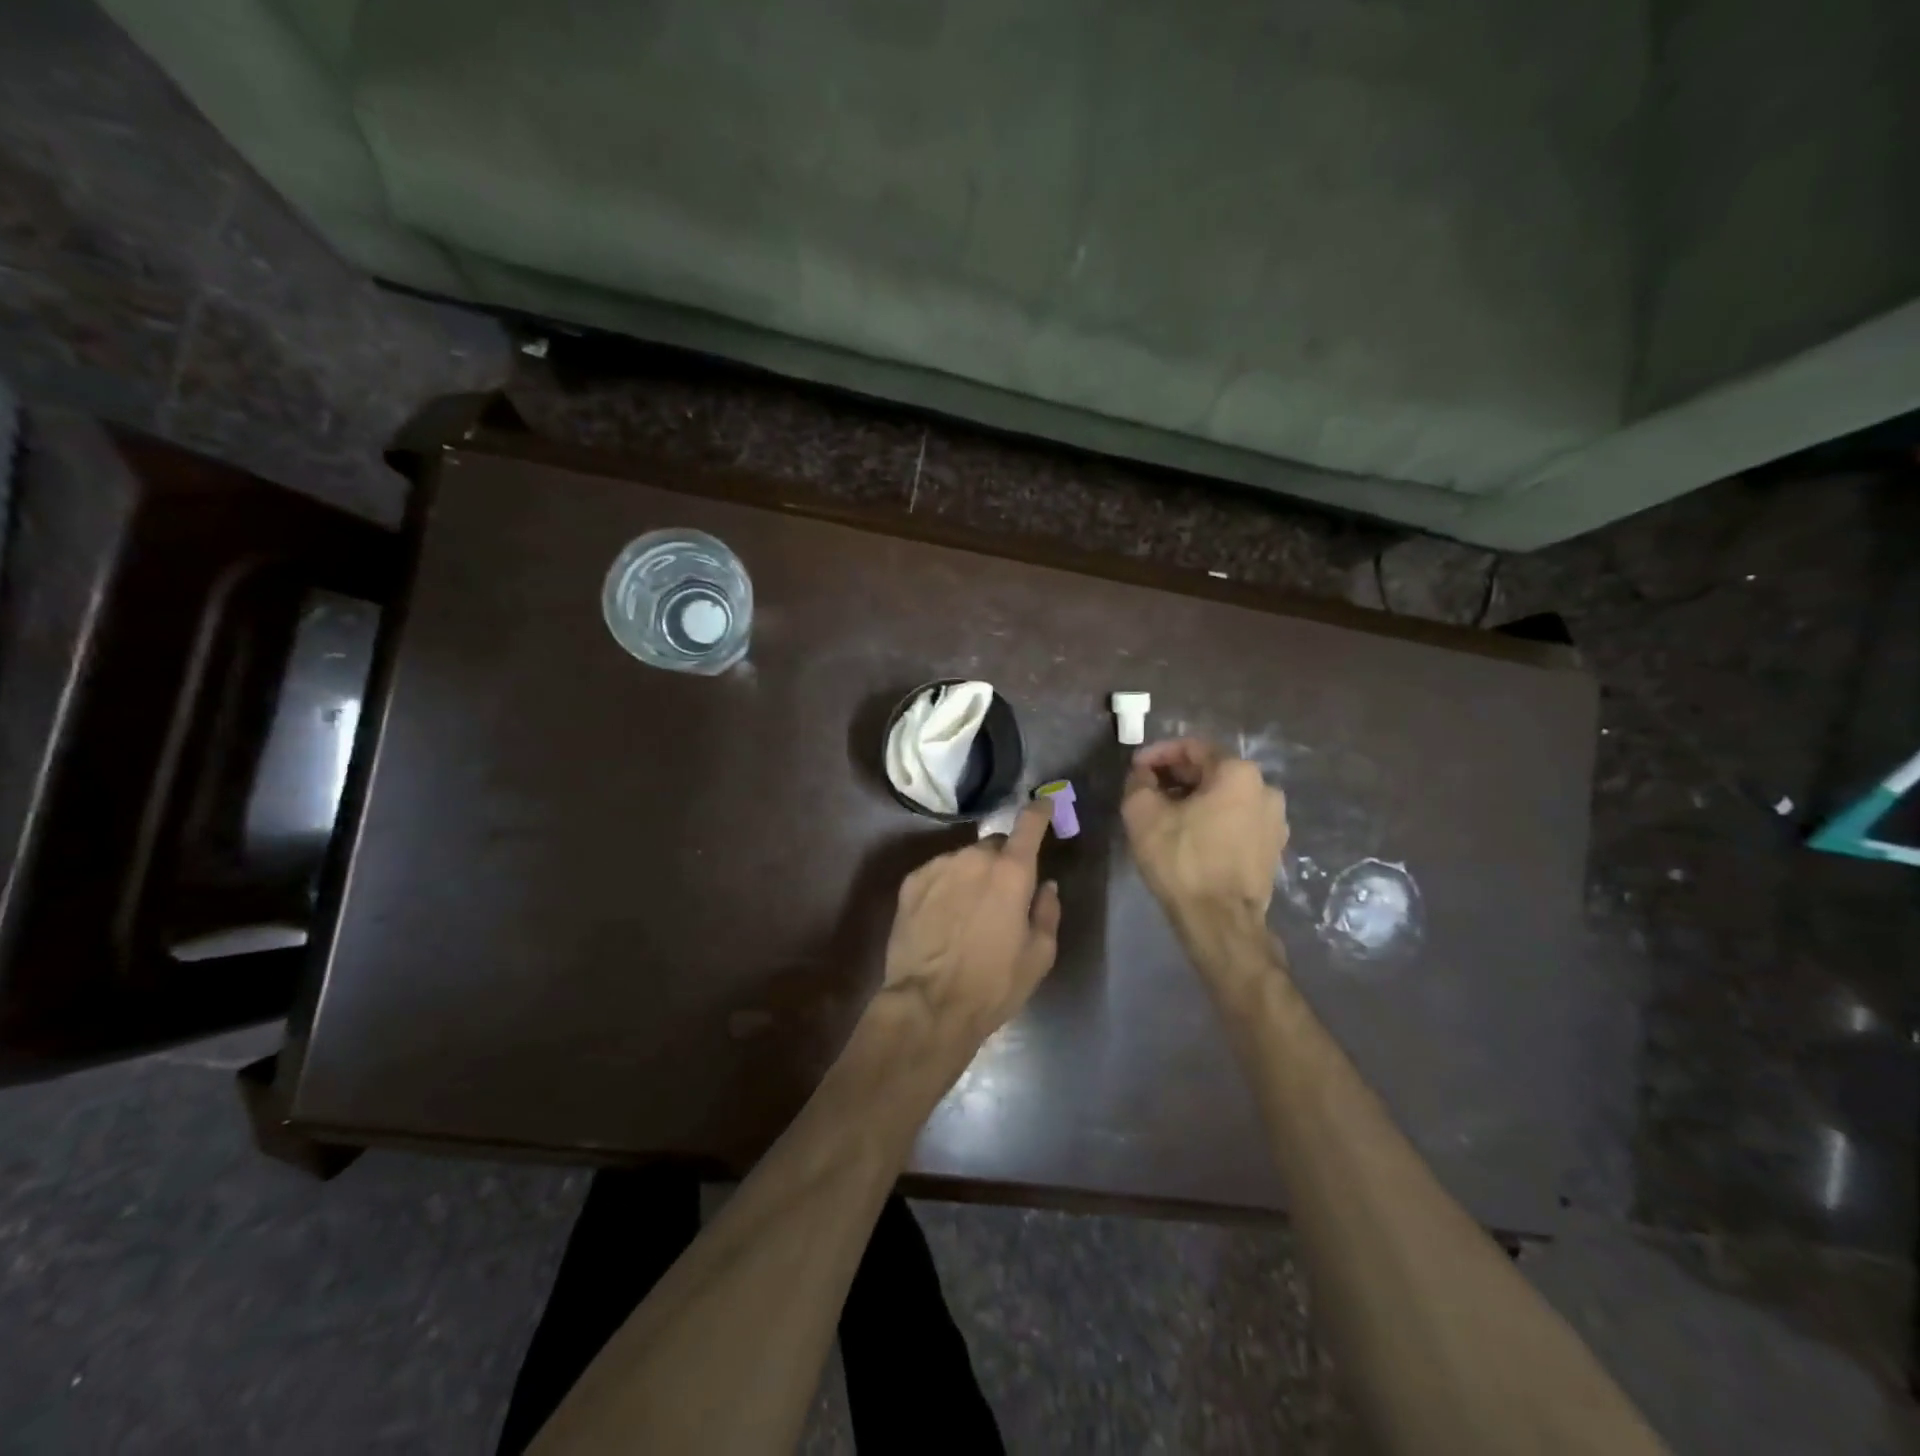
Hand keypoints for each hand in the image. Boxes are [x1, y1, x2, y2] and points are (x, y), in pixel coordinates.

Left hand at [880, 802, 1061, 1041]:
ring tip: (968, 913)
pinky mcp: (911, 882)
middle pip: (994, 845)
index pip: (1029, 824)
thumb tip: (1045, 886)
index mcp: (1011, 872)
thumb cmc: (993, 985)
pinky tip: (942, 917)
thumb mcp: (1038, 956)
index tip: (1043, 803)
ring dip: (972, 875)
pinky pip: (938, 873)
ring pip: (964, 859)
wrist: (928, 1005)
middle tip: (1002, 895)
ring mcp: (938, 866)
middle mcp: (974, 858)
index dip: (1039, 811)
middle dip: (1002, 862)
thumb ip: (1047, 912)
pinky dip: (946, 886)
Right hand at [1122, 738, 1288, 920]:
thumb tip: (1144, 775)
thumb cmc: (1181, 860)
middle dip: (1177, 777)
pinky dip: (1213, 820)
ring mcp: (1275, 820)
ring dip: (1195, 799)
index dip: (1158, 754)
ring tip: (1166, 814)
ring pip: (1226, 797)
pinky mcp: (1273, 848)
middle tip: (1147, 790)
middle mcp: (1265, 789)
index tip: (1135, 768)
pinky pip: (1237, 821)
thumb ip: (1139, 782)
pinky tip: (1190, 836)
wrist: (1220, 921)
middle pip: (1212, 771)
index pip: (1192, 748)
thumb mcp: (1142, 813)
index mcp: (1238, 772)